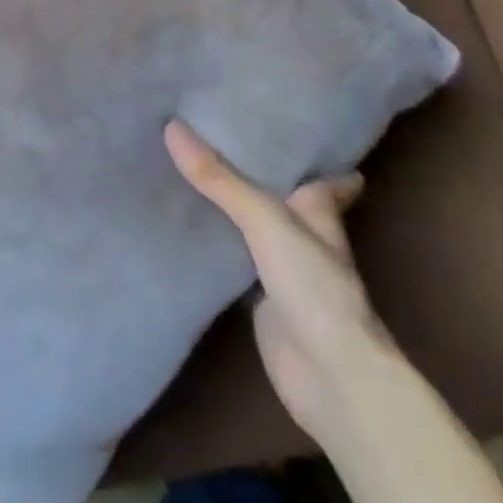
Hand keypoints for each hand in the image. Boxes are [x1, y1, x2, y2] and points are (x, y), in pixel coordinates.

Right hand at [165, 120, 382, 437]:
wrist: (330, 375)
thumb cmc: (313, 285)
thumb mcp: (264, 218)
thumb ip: (219, 178)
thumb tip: (172, 126)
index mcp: (317, 210)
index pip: (320, 175)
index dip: (309, 156)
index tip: (282, 128)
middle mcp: (301, 234)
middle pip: (277, 195)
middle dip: (254, 171)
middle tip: (213, 135)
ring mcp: (280, 267)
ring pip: (249, 224)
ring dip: (228, 204)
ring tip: (188, 165)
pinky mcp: (258, 296)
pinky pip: (230, 256)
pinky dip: (213, 240)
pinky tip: (184, 222)